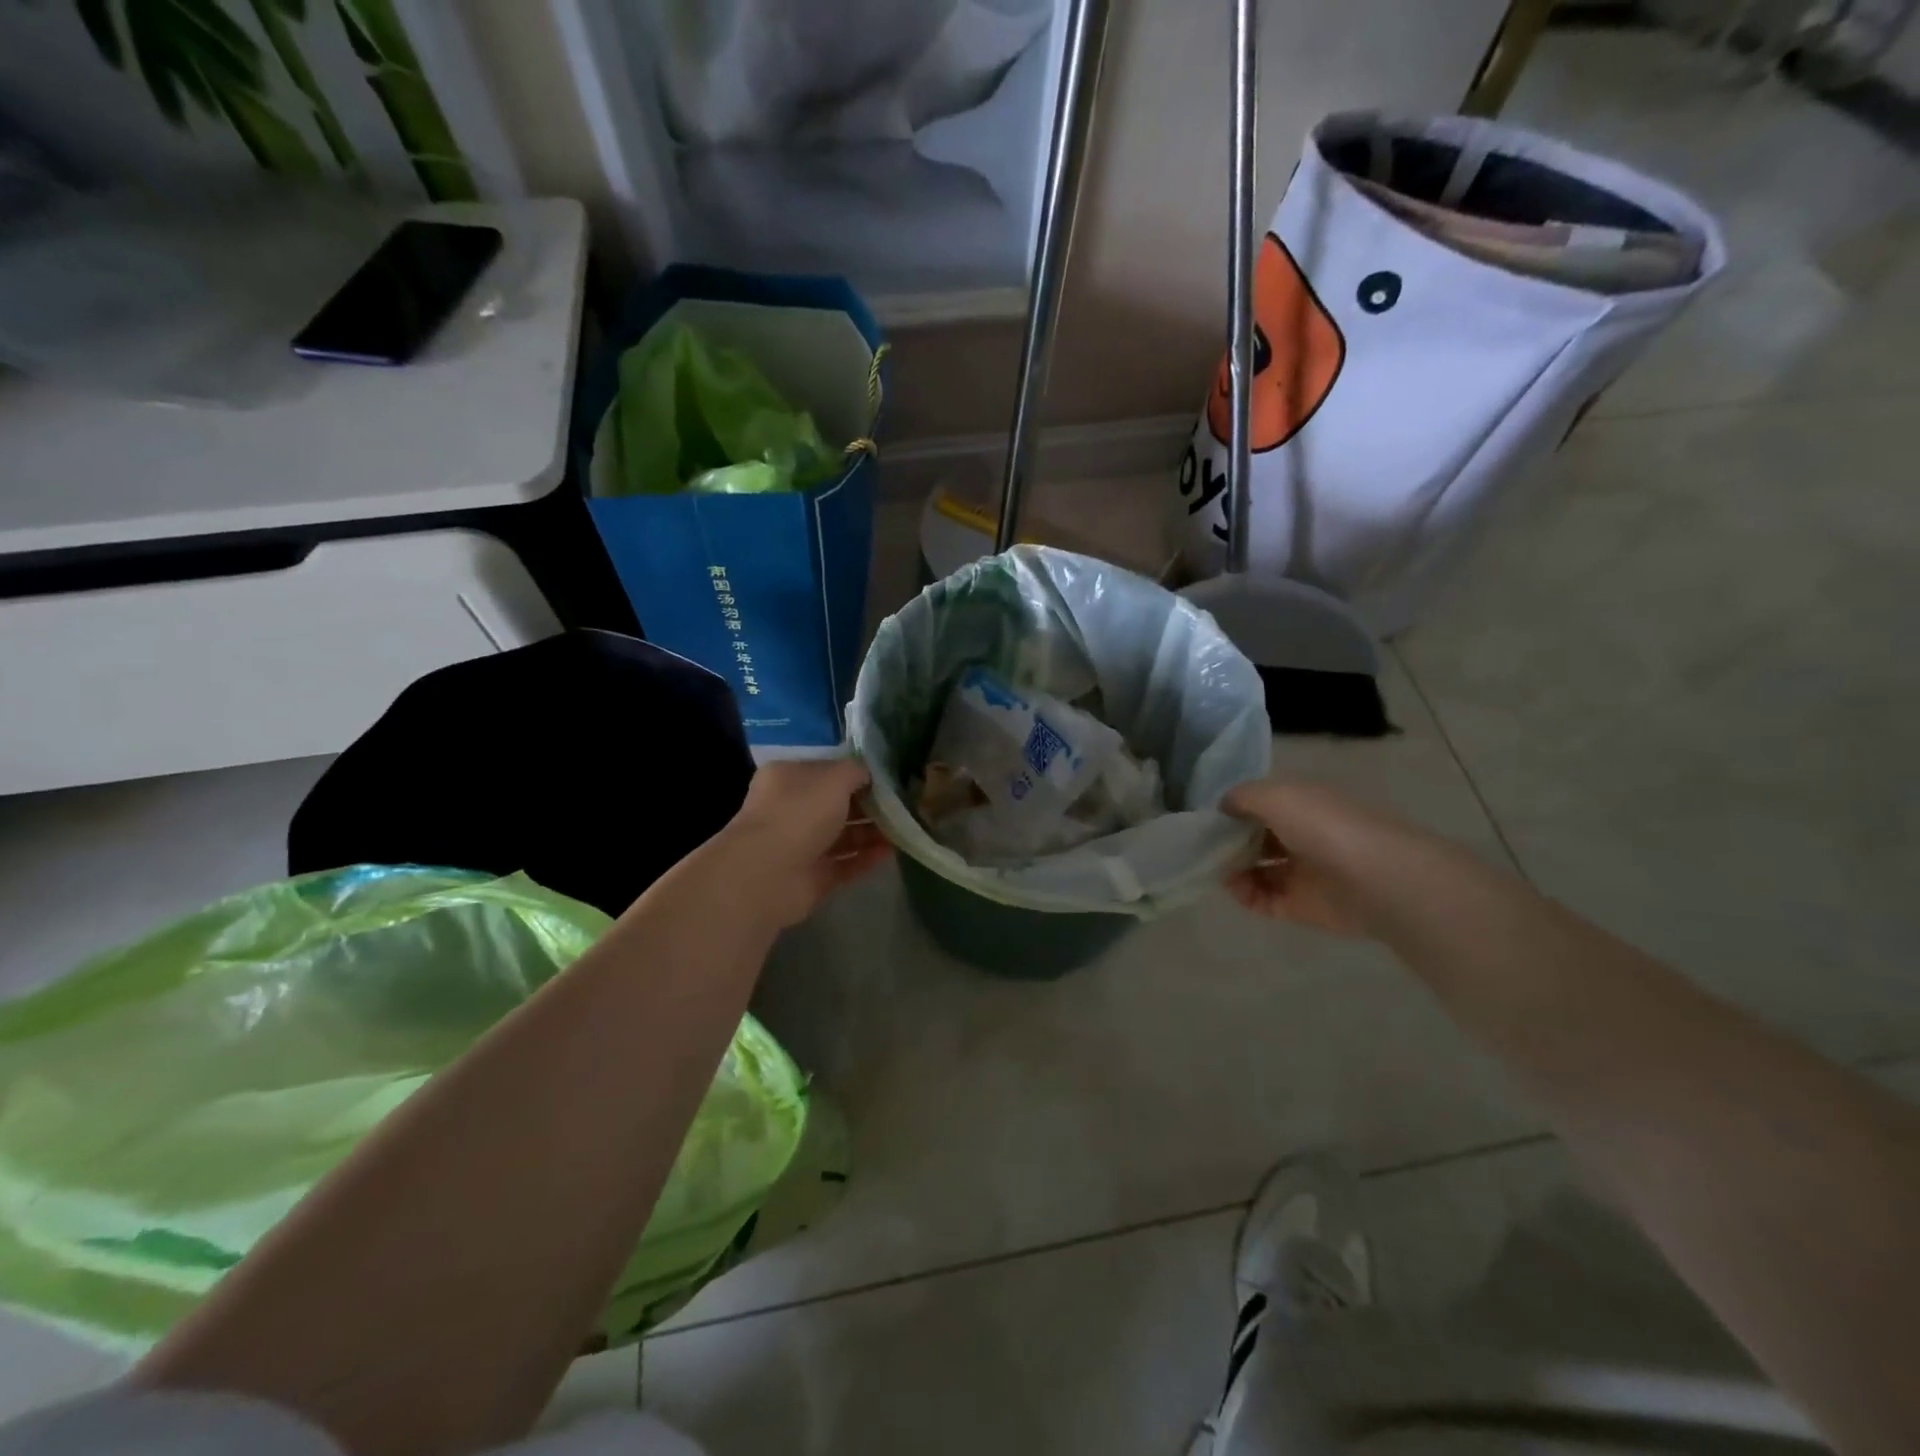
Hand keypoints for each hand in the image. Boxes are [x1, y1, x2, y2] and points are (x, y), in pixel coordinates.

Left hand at [720, 758, 891, 927]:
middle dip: (869, 806)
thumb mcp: (834, 778)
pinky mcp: (810, 877)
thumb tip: (868, 772)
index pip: (827, 771)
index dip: (857, 774)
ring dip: (871, 833)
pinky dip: (865, 859)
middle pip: (836, 805)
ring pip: (842, 836)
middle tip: (902, 806)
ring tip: (903, 830)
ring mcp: (799, 846)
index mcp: (788, 779)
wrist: (768, 874)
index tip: (889, 779)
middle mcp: (791, 810)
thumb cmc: (800, 813)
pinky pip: (844, 865)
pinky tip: (891, 853)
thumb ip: (856, 771)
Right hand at [1221, 780, 1385, 937]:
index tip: (1207, 818)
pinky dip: (1245, 895)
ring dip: (1233, 869)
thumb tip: (1222, 808)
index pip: (1261, 804)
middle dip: (1229, 841)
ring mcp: (1303, 872)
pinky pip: (1264, 900)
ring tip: (1216, 869)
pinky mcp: (1302, 906)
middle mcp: (1303, 835)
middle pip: (1257, 838)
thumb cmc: (1324, 827)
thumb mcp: (1276, 795)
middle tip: (1204, 847)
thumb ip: (1242, 796)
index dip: (1234, 809)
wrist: (1376, 881)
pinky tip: (1235, 888)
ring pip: (1257, 869)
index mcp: (1303, 804)